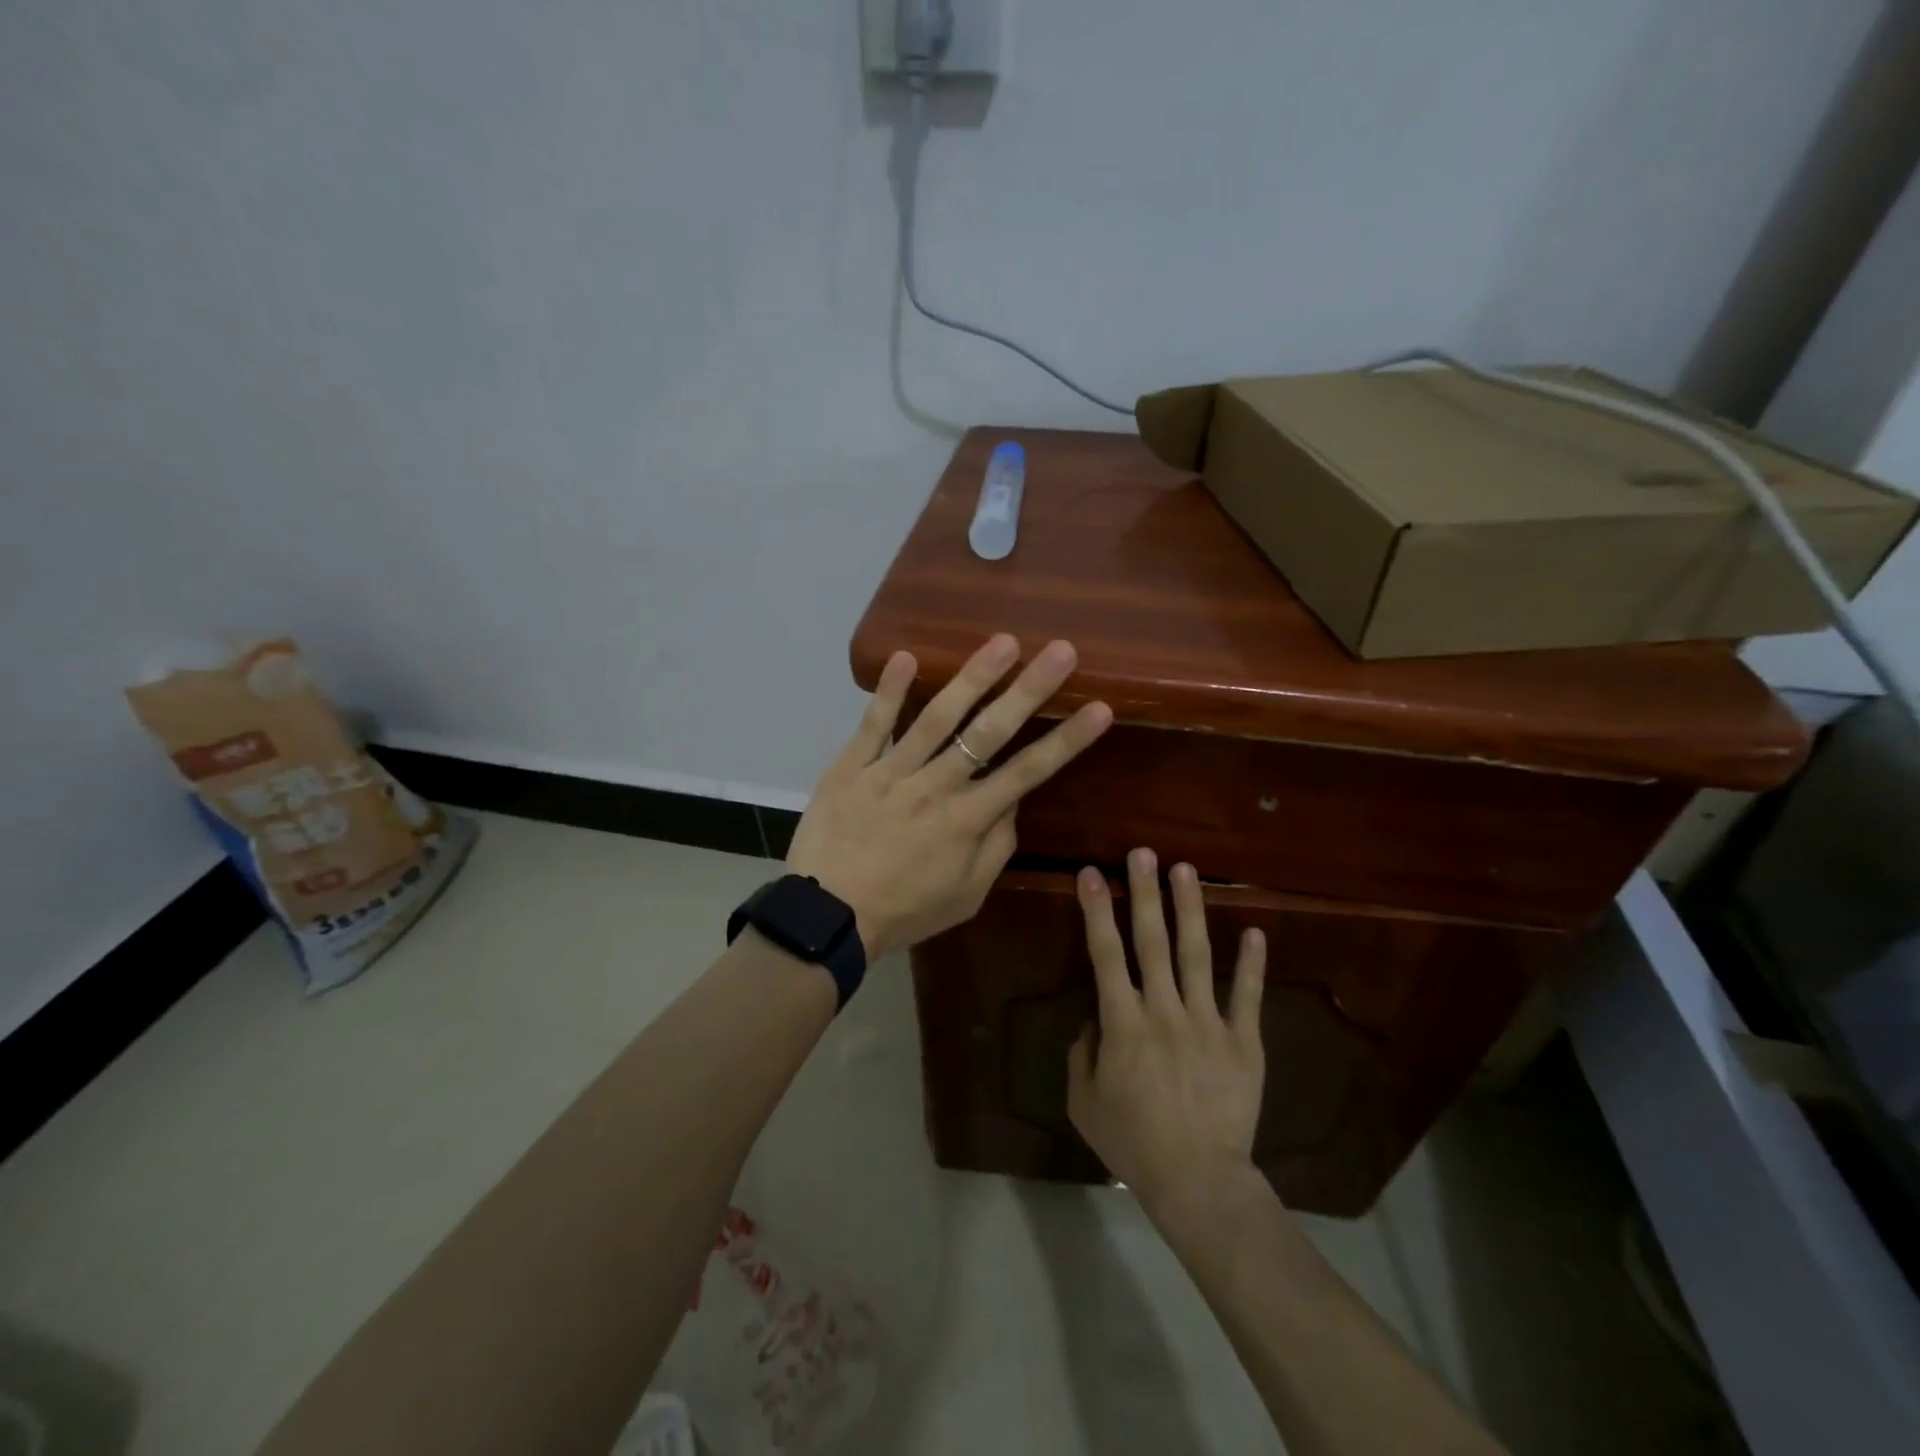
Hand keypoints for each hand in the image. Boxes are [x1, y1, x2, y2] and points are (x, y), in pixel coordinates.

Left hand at [786, 634, 1112, 958]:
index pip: (1028, 772)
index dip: (1066, 739)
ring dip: (972, 677)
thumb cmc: (903, 911)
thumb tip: (1013, 802)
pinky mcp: (853, 766)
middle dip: (1029, 690)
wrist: (827, 916)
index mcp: (968, 820)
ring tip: (1003, 642)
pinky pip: (873, 725)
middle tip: (1061, 650)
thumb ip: (995, 848)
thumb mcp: (965, 896)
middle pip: (989, 732)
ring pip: (937, 718)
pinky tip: (906, 656)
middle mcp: (936, 787)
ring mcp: (891, 771)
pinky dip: (889, 691)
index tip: (1099, 708)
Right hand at [1067, 849, 1267, 1216]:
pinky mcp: (1244, 1042)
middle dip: (1145, 892)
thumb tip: (1094, 1021)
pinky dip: (1250, 964)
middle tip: (1143, 852)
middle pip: (1152, 941)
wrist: (1198, 1181)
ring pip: (1196, 955)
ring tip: (1186, 870)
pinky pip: (1246, 996)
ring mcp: (1208, 1023)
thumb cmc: (1133, 1142)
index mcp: (1123, 1022)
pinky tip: (1254, 931)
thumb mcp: (1083, 1102)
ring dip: (1190, 909)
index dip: (1097, 911)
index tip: (1091, 874)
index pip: (1105, 954)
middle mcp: (1164, 1010)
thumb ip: (1082, 1054)